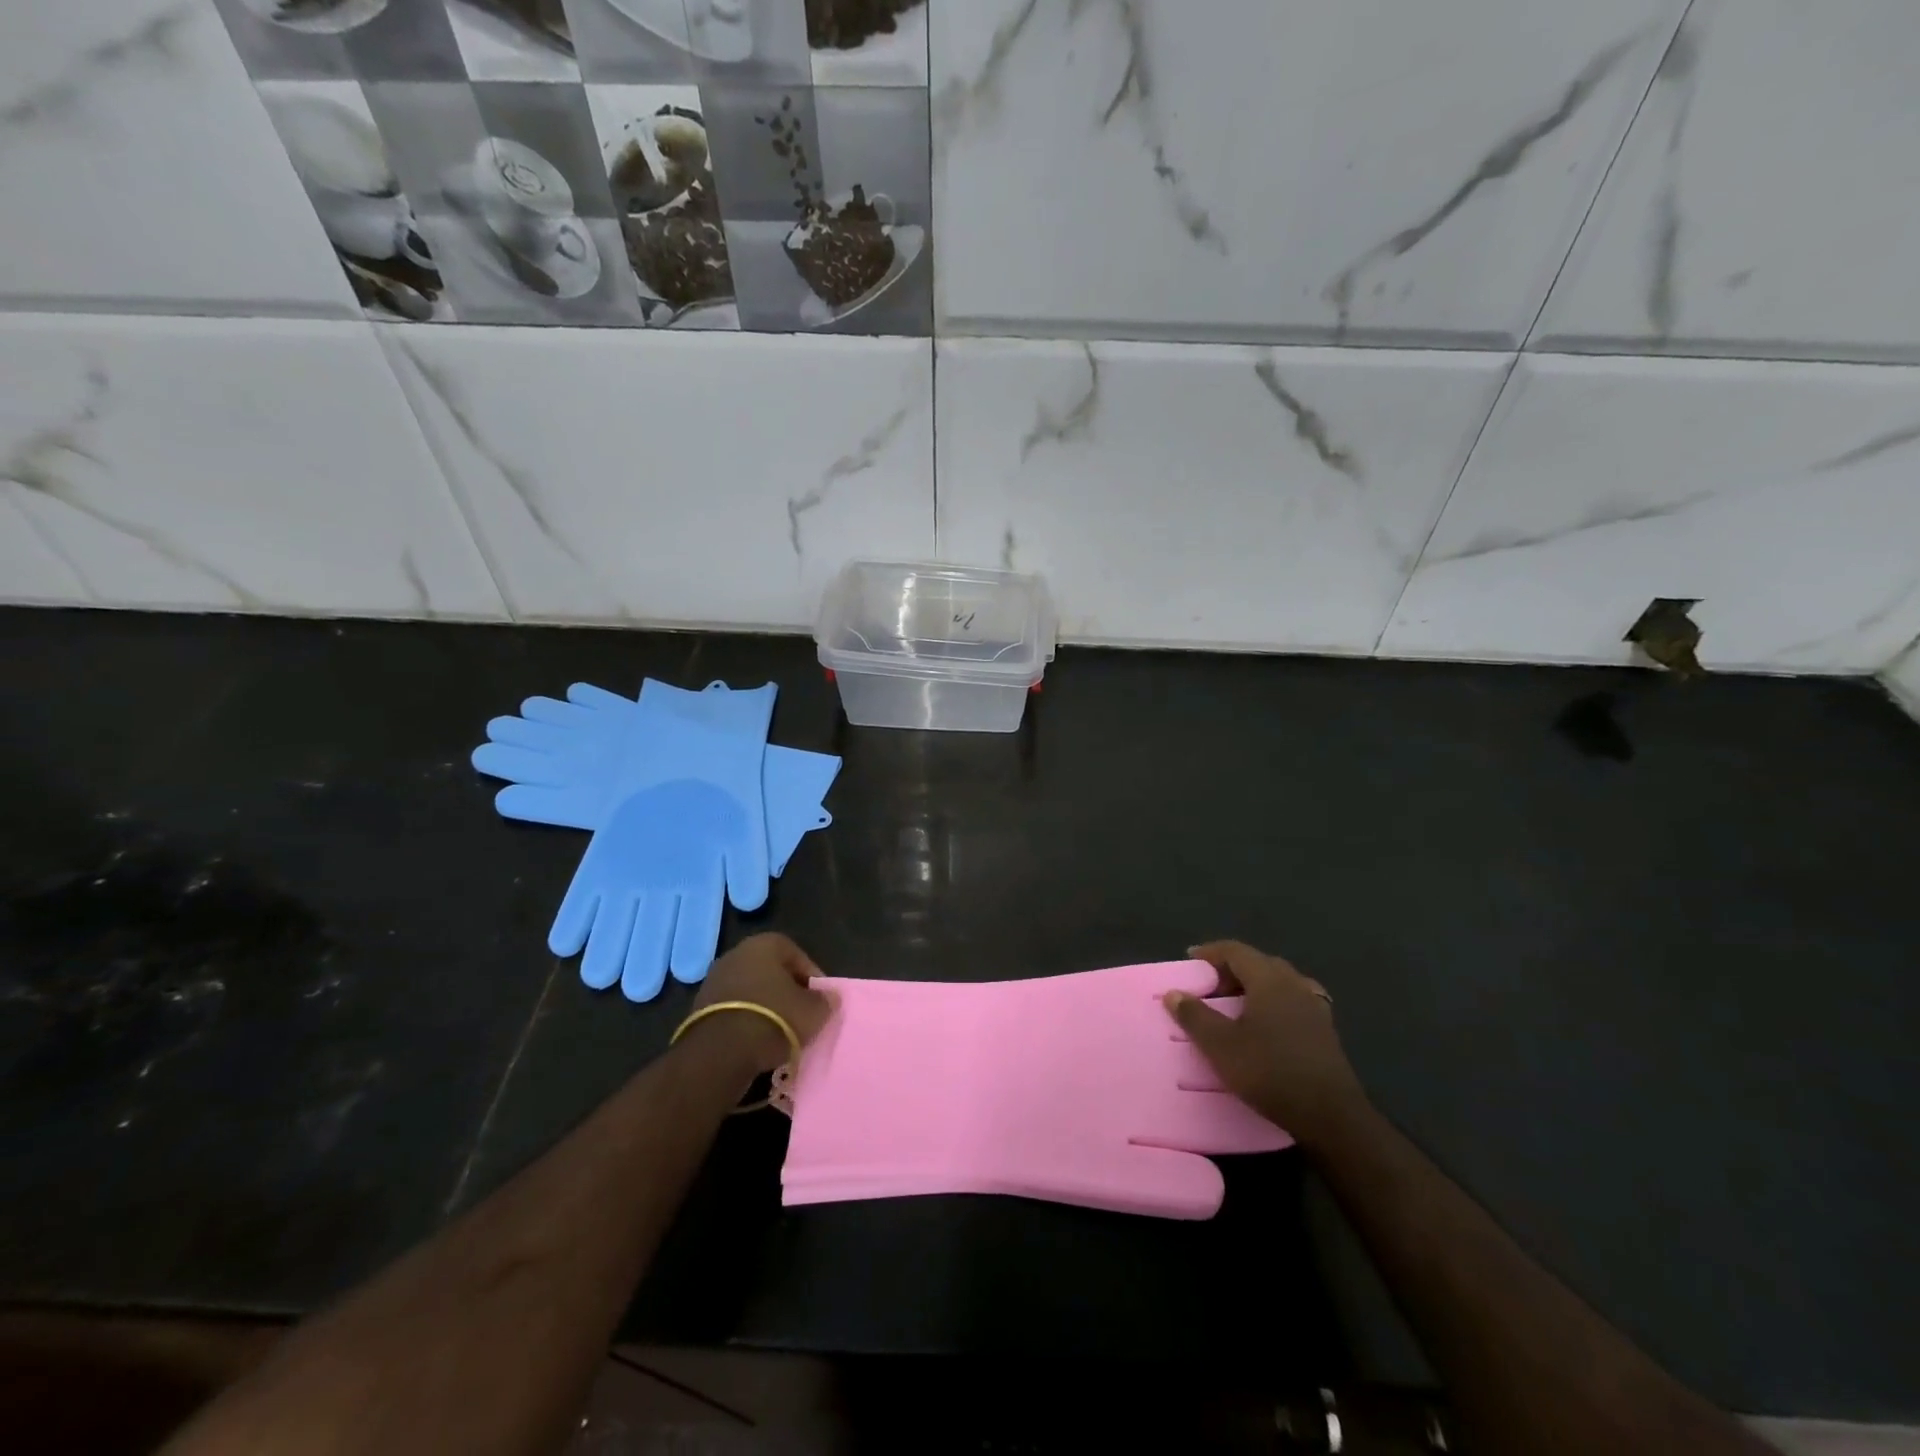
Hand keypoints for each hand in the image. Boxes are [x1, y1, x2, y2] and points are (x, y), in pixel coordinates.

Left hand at [685, 933, 834, 1073]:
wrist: (720, 1052)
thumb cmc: (775, 1019)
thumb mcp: (813, 1011)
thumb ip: (825, 1001)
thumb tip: (828, 998)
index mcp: (765, 944)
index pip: (797, 955)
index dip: (812, 978)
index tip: (819, 1001)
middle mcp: (737, 953)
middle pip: (771, 971)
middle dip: (787, 991)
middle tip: (801, 1015)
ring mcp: (714, 979)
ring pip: (750, 990)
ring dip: (765, 1007)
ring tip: (780, 1032)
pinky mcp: (699, 1007)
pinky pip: (733, 1009)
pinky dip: (745, 1020)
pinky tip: (756, 1040)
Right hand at [1164, 940, 1365, 1145]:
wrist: (1331, 1116)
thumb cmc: (1270, 1071)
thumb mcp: (1221, 1046)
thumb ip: (1195, 1016)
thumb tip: (1174, 993)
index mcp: (1269, 979)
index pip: (1236, 951)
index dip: (1210, 952)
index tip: (1190, 960)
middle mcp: (1294, 984)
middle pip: (1259, 963)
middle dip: (1231, 970)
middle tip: (1209, 987)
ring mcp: (1314, 1006)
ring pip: (1278, 983)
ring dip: (1254, 986)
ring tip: (1235, 1005)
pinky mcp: (1325, 1030)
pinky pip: (1293, 1002)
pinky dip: (1273, 1003)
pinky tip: (1266, 1025)